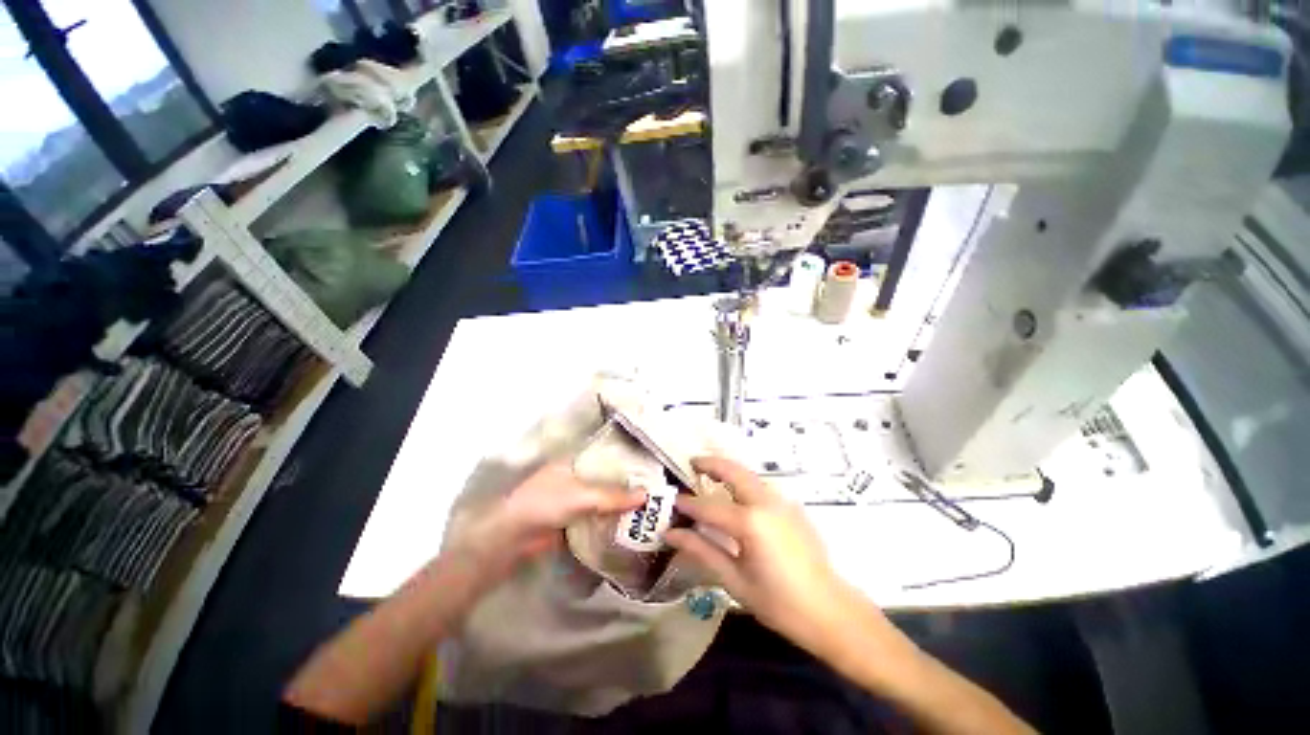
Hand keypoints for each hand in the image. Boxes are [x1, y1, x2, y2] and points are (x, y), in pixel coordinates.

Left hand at [444, 463, 644, 584]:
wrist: (513, 538)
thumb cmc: (545, 503)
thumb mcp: (582, 496)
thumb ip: (613, 497)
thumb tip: (646, 496)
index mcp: (575, 461)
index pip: (606, 456)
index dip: (625, 461)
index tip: (648, 466)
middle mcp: (575, 476)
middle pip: (606, 479)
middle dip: (626, 484)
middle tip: (653, 488)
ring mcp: (573, 498)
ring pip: (602, 498)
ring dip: (619, 503)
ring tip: (648, 505)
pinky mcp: (572, 518)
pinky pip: (596, 516)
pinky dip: (609, 518)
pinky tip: (629, 522)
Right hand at [665, 456, 857, 649]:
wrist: (830, 610)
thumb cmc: (779, 603)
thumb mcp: (734, 580)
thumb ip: (701, 551)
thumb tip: (671, 534)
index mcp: (750, 522)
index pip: (708, 506)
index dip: (687, 503)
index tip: (671, 500)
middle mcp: (766, 502)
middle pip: (732, 471)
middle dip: (710, 463)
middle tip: (692, 463)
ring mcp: (782, 501)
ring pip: (748, 474)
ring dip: (728, 470)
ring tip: (709, 474)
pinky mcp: (792, 506)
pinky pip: (761, 486)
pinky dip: (743, 481)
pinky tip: (736, 495)